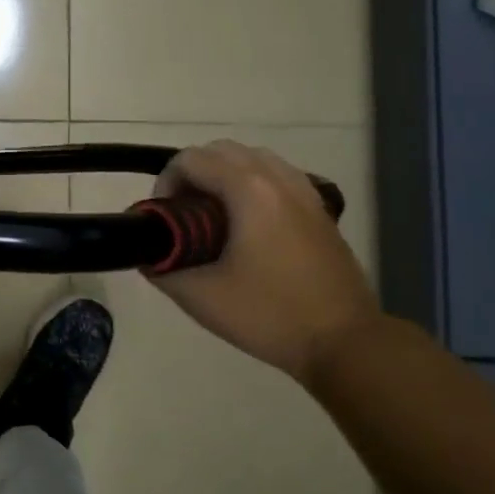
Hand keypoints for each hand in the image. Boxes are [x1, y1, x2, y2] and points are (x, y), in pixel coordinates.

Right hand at [147, 140, 379, 381]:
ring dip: (224, 174)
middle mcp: (279, 179)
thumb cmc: (269, 315)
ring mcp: (305, 192)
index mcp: (249, 190)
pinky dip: (253, 183)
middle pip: (222, 150)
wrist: (346, 343)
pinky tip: (248, 222)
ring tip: (213, 215)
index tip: (164, 219)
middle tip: (183, 213)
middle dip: (193, 173)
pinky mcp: (320, 210)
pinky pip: (278, 175)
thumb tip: (148, 255)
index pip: (192, 159)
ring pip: (254, 158)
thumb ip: (163, 269)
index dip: (166, 182)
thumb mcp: (200, 297)